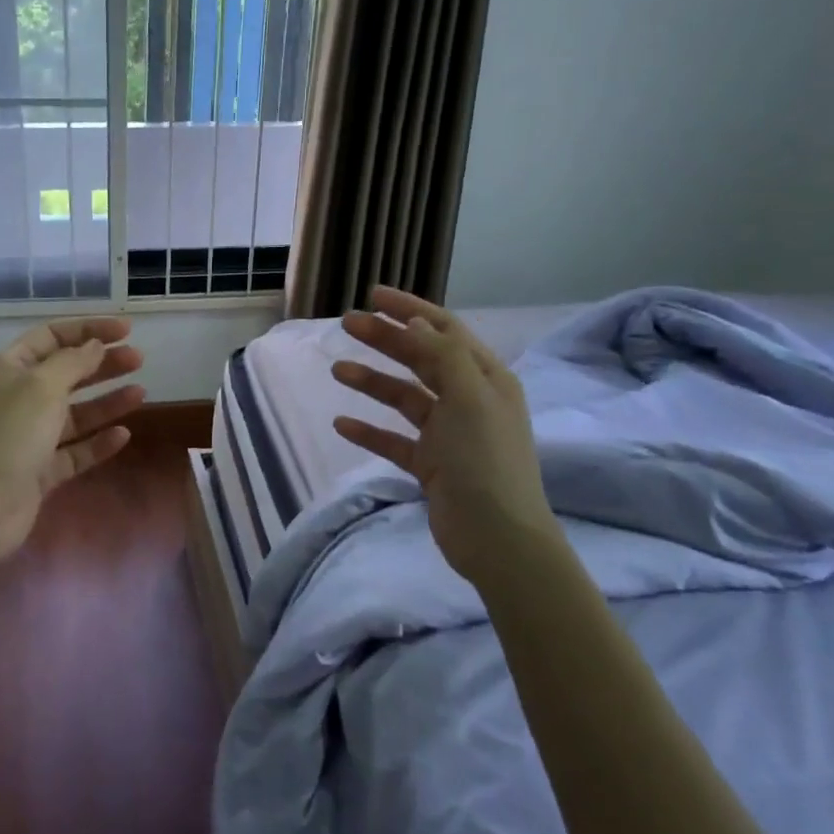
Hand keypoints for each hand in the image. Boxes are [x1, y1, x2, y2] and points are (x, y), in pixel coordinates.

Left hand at [0, 318, 144, 565]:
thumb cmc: (7, 435)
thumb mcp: (41, 387)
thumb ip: (73, 363)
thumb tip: (94, 346)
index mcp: (10, 369)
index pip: (51, 337)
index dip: (88, 330)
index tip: (125, 330)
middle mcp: (19, 399)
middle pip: (66, 374)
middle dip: (102, 364)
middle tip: (139, 360)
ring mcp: (29, 438)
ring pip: (75, 414)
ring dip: (106, 402)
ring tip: (141, 393)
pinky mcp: (40, 472)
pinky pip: (75, 452)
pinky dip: (98, 442)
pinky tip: (123, 435)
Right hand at [331, 288, 561, 578]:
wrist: (496, 537)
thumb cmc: (485, 460)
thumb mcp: (468, 397)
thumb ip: (442, 355)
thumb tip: (415, 321)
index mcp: (485, 378)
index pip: (444, 330)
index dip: (409, 309)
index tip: (373, 296)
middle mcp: (468, 400)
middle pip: (421, 359)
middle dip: (385, 340)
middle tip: (346, 324)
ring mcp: (448, 434)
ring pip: (404, 397)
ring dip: (373, 382)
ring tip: (337, 370)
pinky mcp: (431, 465)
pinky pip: (394, 439)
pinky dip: (370, 430)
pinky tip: (342, 423)